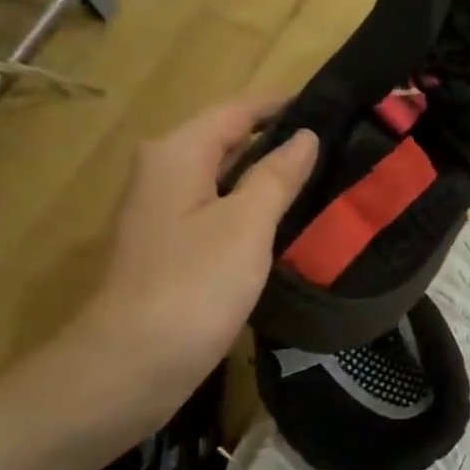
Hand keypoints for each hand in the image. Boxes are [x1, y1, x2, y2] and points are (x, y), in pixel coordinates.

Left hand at [40, 96, 317, 439]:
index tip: (332, 104)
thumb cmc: (193, 286)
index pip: (236, 110)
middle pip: (227, 139)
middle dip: (278, 138)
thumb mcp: (246, 224)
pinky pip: (219, 208)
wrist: (131, 366)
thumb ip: (277, 175)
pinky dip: (253, 205)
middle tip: (338, 142)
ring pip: (224, 176)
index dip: (281, 105)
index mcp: (177, 154)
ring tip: (324, 174)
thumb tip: (305, 136)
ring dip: (268, 173)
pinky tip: (288, 218)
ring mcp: (164, 211)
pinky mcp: (171, 246)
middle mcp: (164, 171)